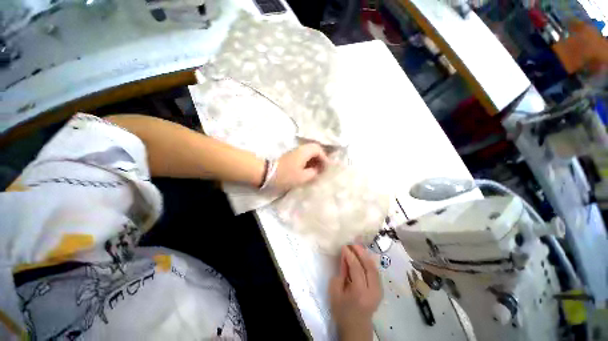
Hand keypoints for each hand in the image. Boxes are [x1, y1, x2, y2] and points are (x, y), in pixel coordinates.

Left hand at [272, 143, 328, 190]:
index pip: (319, 150)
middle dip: (321, 158)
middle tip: (323, 168)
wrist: (268, 174)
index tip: (326, 168)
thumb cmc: (287, 175)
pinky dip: (309, 161)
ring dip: (315, 160)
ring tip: (318, 170)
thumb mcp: (303, 177)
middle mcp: (301, 149)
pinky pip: (304, 156)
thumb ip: (313, 173)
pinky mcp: (292, 157)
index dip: (325, 158)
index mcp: (304, 152)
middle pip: (315, 149)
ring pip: (309, 152)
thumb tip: (318, 171)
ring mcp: (295, 152)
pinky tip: (310, 169)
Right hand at [329, 245, 381, 340]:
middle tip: (353, 243)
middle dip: (361, 252)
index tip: (344, 246)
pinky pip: (376, 271)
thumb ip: (341, 271)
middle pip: (369, 266)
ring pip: (374, 268)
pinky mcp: (380, 290)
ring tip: (358, 246)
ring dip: (366, 255)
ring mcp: (379, 291)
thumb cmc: (342, 310)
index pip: (356, 268)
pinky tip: (364, 256)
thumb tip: (345, 256)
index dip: (350, 255)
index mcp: (360, 292)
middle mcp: (372, 291)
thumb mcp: (335, 291)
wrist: (356, 327)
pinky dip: (370, 262)